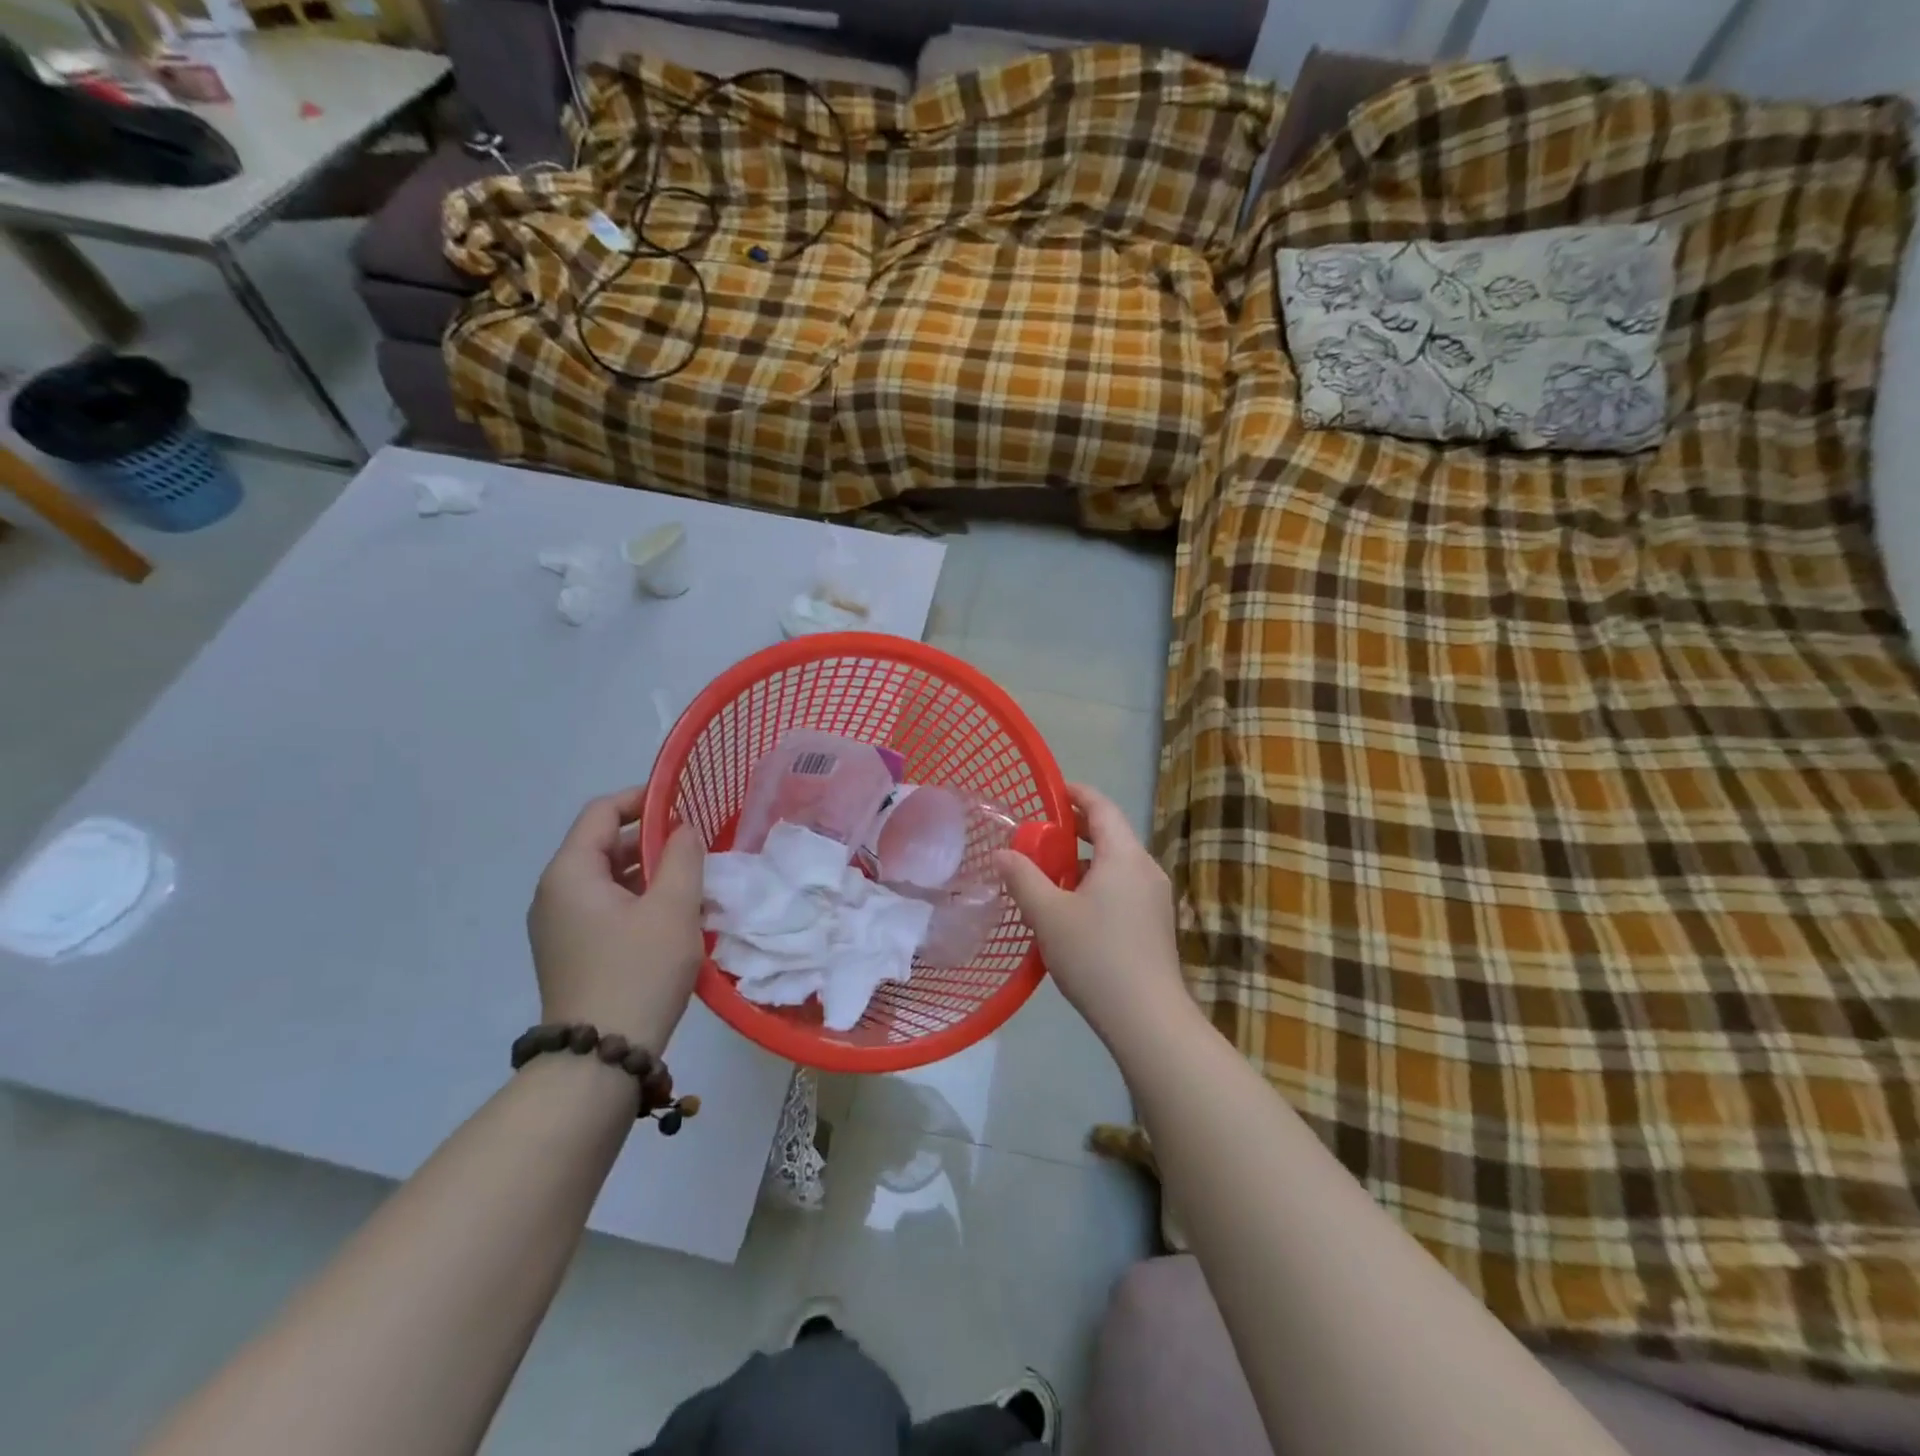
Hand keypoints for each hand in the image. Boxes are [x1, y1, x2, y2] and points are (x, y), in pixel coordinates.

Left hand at [527, 787, 705, 1052]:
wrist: (601, 1058)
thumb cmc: (639, 971)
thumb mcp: (673, 907)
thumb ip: (683, 856)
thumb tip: (683, 830)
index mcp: (570, 873)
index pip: (602, 812)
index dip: (643, 799)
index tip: (684, 803)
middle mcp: (554, 893)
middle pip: (603, 844)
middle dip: (651, 839)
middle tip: (697, 848)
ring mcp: (559, 926)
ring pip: (607, 878)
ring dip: (648, 872)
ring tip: (692, 883)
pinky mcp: (570, 952)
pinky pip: (605, 907)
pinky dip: (637, 899)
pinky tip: (672, 917)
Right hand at [995, 783, 1190, 1046]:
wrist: (1147, 1019)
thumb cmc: (1095, 956)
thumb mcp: (1048, 914)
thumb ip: (1023, 878)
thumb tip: (1002, 853)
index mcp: (1124, 856)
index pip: (1101, 807)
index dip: (1076, 794)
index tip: (1051, 791)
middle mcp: (1146, 868)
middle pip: (1111, 834)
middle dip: (1075, 830)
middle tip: (1040, 835)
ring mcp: (1155, 898)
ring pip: (1116, 864)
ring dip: (1085, 862)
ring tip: (1050, 875)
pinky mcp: (1155, 924)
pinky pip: (1123, 887)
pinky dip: (1097, 884)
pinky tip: (1073, 910)